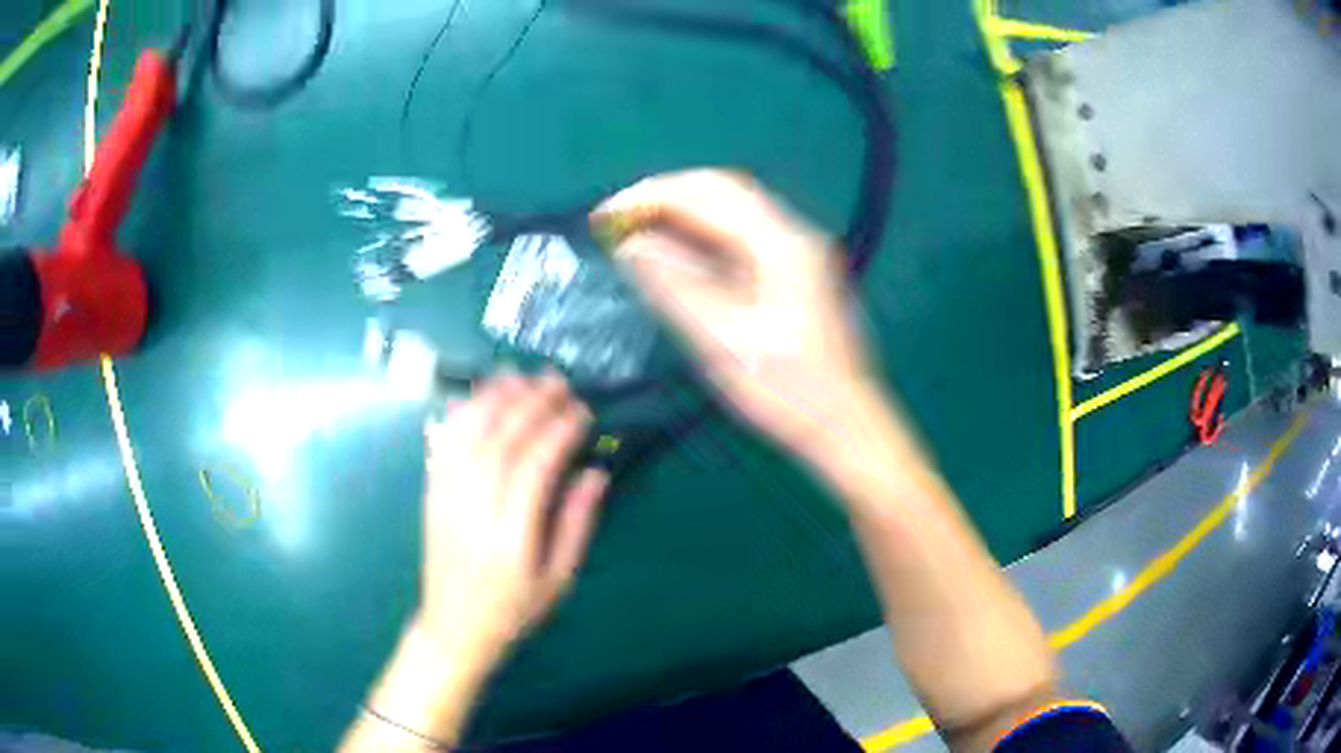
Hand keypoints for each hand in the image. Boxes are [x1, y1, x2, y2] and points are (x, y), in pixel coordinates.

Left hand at [420, 371, 608, 666]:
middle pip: (500, 441)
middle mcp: (472, 510)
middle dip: (531, 405)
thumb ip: (576, 525)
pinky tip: (478, 398)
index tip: (582, 412)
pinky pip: (443, 445)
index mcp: (509, 537)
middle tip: (558, 382)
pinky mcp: (431, 494)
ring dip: (494, 399)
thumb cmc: (513, 610)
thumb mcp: (558, 580)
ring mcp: (446, 498)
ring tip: (521, 377)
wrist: (454, 628)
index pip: (533, 468)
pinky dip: (461, 414)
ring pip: (467, 435)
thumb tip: (595, 473)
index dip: (559, 433)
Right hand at [595, 169, 879, 463]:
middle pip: (720, 190)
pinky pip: (739, 233)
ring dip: (680, 211)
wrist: (844, 424)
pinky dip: (700, 233)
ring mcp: (797, 249)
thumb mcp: (723, 342)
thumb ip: (675, 286)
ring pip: (730, 208)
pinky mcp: (794, 269)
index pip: (705, 194)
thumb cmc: (787, 392)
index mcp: (780, 244)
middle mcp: (793, 233)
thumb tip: (630, 244)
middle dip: (663, 197)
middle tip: (616, 222)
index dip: (648, 197)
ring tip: (636, 232)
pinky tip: (676, 252)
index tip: (604, 217)